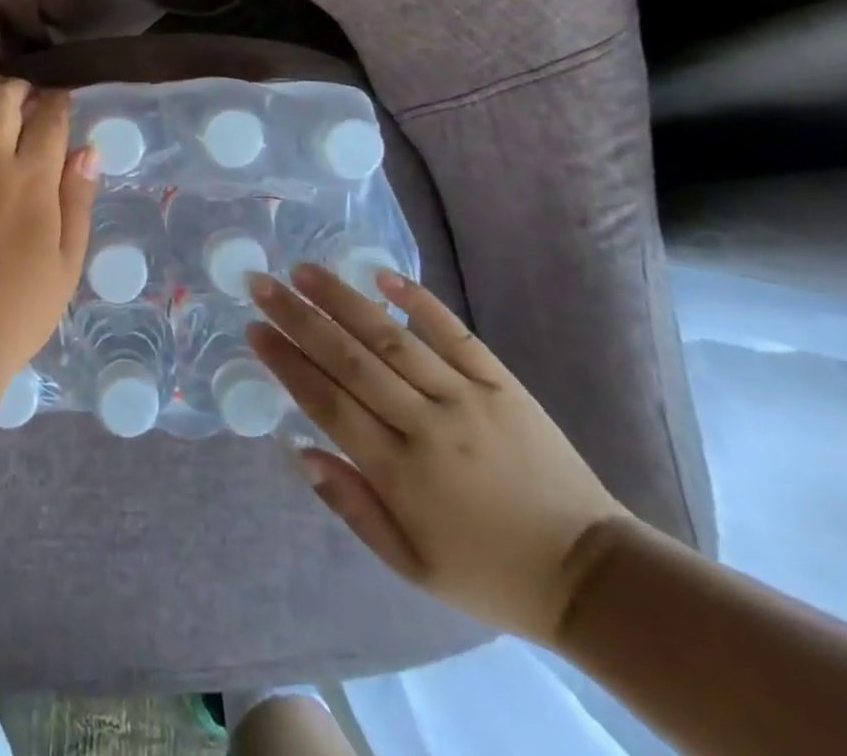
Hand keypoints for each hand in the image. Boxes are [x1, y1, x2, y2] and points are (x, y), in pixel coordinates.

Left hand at [0, 79, 98, 387]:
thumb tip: (87, 150)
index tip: (63, 101)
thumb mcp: (66, 260)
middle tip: (30, 100)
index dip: (59, 101)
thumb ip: (77, 199)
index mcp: (31, 178)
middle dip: (19, 88)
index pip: (48, 118)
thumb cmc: (18, 307)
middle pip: (0, 98)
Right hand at [247, 264, 631, 642]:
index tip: (254, 330)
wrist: (592, 576)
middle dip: (299, 318)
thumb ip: (351, 506)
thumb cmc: (488, 573)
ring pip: (392, 337)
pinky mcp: (502, 383)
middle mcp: (426, 425)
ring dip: (344, 299)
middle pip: (349, 360)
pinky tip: (383, 274)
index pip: (327, 403)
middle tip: (262, 284)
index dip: (286, 363)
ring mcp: (467, 398)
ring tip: (305, 269)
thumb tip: (300, 450)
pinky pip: (454, 333)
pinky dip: (419, 301)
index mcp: (399, 474)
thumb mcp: (410, 566)